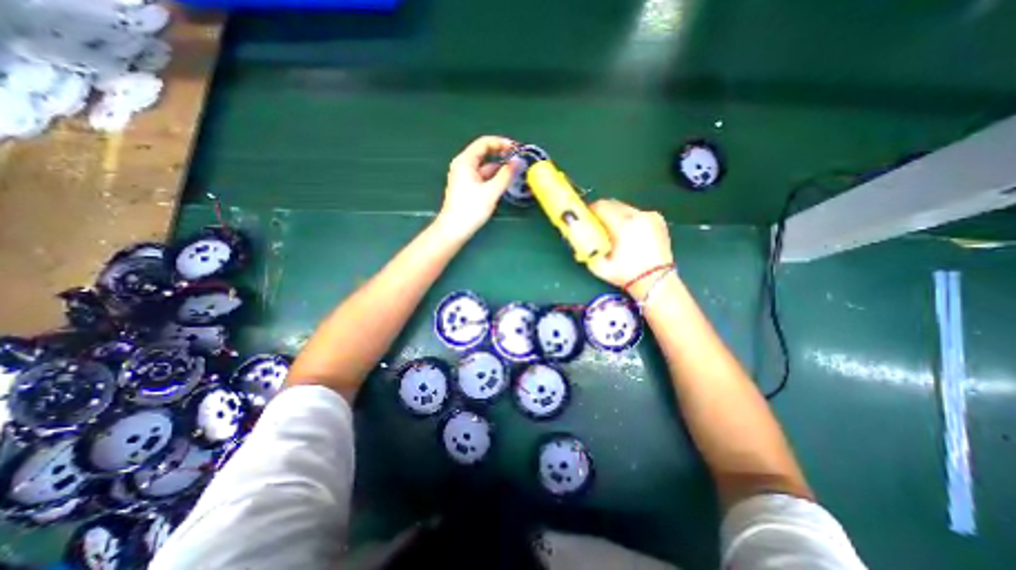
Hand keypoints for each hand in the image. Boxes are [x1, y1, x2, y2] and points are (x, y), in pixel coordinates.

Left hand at [435, 135, 517, 238]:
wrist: (454, 230)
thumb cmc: (470, 209)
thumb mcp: (491, 192)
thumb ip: (505, 175)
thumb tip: (518, 162)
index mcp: (465, 161)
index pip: (484, 143)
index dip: (501, 143)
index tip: (517, 148)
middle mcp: (463, 165)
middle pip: (484, 153)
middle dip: (501, 153)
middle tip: (517, 158)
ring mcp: (464, 177)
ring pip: (484, 166)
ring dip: (499, 166)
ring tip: (515, 170)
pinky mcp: (467, 187)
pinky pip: (482, 176)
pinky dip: (493, 176)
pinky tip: (504, 181)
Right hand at [589, 198, 672, 295]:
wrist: (656, 282)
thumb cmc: (626, 275)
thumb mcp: (599, 266)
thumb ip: (586, 249)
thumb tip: (578, 237)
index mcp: (623, 225)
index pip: (601, 207)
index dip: (589, 210)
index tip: (585, 217)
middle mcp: (638, 215)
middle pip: (613, 203)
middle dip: (601, 211)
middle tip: (595, 223)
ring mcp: (650, 216)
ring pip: (625, 207)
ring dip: (615, 214)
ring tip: (611, 229)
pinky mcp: (658, 219)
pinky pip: (636, 212)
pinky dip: (628, 218)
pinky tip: (627, 232)